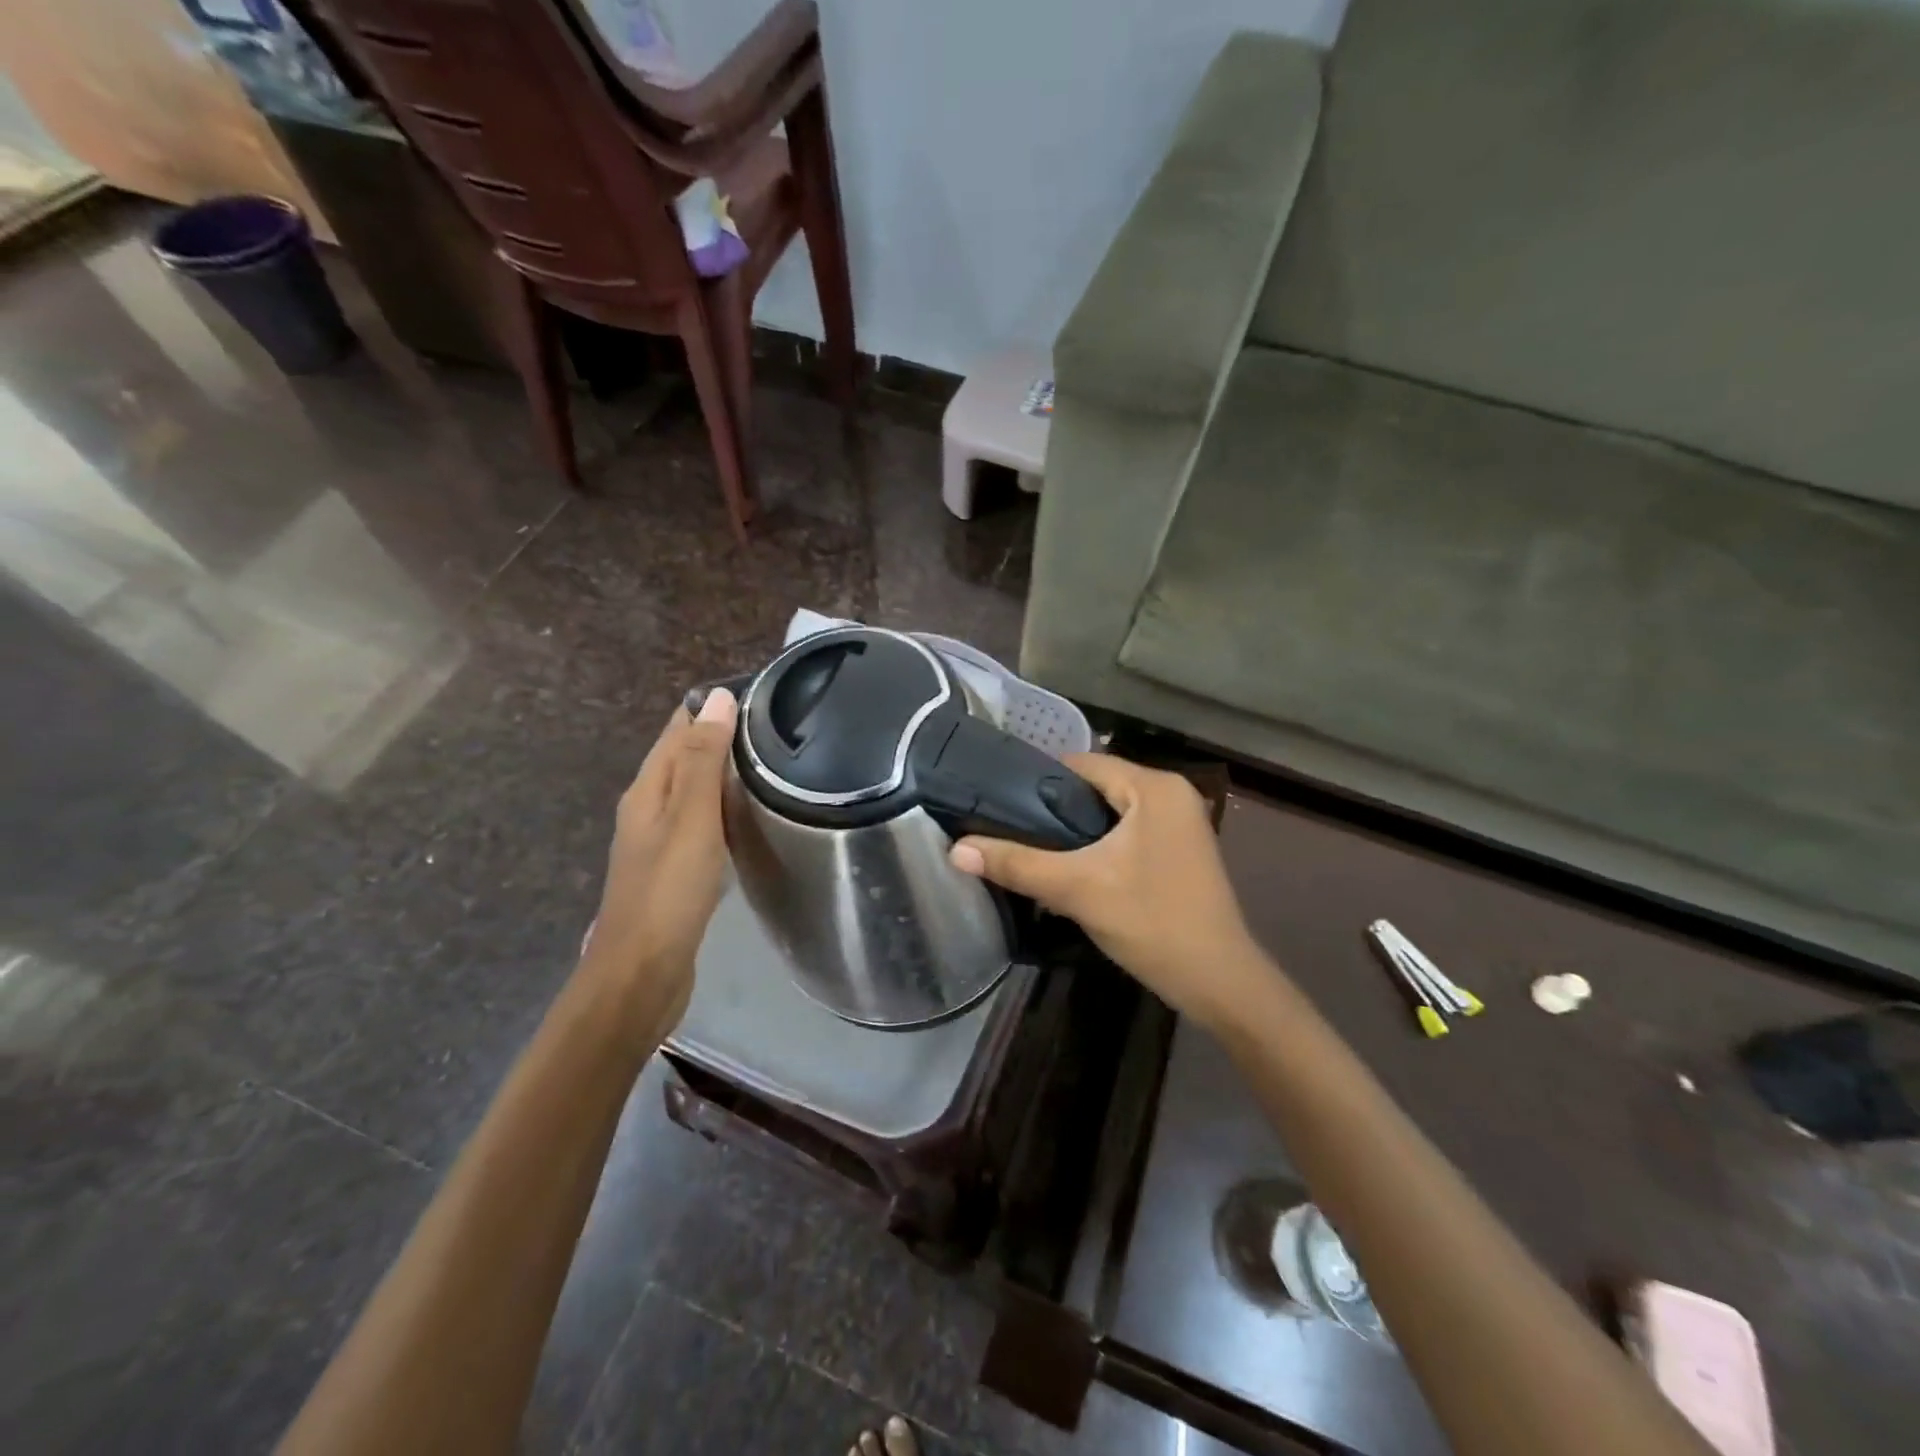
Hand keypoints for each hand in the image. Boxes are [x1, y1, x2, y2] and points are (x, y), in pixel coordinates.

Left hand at [580, 688, 738, 1037]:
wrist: (641, 973)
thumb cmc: (668, 891)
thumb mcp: (691, 818)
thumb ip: (704, 760)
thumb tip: (717, 696)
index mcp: (647, 790)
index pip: (676, 729)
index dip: (709, 707)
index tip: (757, 694)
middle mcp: (647, 809)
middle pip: (682, 758)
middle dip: (720, 737)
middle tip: (775, 726)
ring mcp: (657, 843)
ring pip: (692, 792)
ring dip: (722, 774)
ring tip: (770, 763)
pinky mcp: (673, 871)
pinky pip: (700, 824)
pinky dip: (722, 810)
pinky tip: (747, 818)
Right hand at [948, 755, 1269, 1031]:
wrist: (1219, 983)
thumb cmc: (1152, 922)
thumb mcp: (1077, 889)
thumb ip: (1016, 864)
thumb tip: (956, 849)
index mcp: (1155, 786)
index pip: (1083, 763)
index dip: (1037, 780)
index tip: (999, 802)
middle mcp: (1172, 794)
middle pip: (1097, 788)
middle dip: (1055, 810)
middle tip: (1010, 831)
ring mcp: (1181, 823)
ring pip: (1111, 814)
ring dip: (1076, 832)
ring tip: (1032, 851)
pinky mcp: (1181, 851)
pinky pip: (1129, 833)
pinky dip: (1100, 846)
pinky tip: (1072, 870)